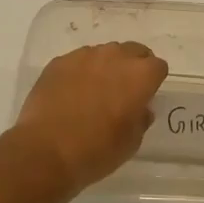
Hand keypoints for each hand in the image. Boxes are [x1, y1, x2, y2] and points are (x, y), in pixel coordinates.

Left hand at [6, 42, 166, 196]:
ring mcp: (84, 56)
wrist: (45, 151)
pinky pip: (78, 60)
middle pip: (133, 51)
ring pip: (104, 53)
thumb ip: (141, 118)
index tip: (145, 96)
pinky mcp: (59, 61)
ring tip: (95, 91)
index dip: (153, 81)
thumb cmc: (96, 151)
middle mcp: (114, 57)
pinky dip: (80, 72)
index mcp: (139, 76)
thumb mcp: (131, 143)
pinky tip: (71, 93)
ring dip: (106, 67)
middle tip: (124, 90)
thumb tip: (140, 108)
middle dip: (133, 66)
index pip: (158, 66)